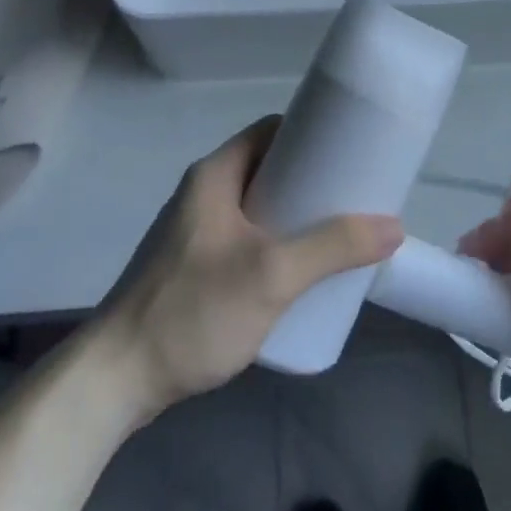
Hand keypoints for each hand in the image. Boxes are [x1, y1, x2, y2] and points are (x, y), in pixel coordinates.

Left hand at [99, 116, 402, 420]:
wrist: (116, 380)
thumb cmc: (193, 310)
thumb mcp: (272, 274)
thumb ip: (333, 247)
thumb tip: (393, 226)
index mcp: (215, 175)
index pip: (272, 131)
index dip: (313, 134)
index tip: (352, 151)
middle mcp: (203, 194)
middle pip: (269, 169)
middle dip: (312, 181)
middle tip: (354, 200)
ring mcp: (196, 233)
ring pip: (259, 208)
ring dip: (297, 216)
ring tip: (338, 236)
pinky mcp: (195, 269)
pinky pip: (248, 240)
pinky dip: (278, 244)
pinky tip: (301, 273)